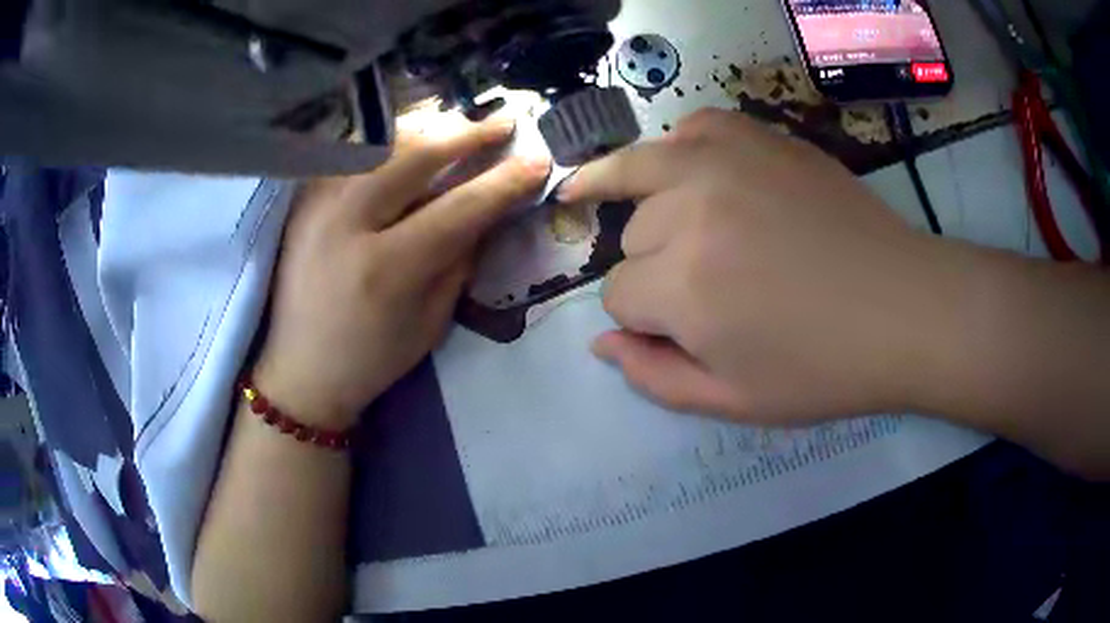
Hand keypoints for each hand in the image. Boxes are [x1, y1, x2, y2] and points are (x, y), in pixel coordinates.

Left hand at [255, 118, 549, 426]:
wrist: (300, 370)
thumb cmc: (371, 359)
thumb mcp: (431, 321)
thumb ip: (460, 259)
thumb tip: (489, 209)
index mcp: (386, 269)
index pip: (458, 209)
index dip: (503, 182)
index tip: (538, 161)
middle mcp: (346, 224)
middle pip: (415, 156)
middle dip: (467, 135)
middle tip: (504, 124)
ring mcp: (318, 205)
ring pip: (380, 142)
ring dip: (429, 130)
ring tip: (460, 129)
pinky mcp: (304, 200)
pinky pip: (353, 153)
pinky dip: (388, 141)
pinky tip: (410, 144)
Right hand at [560, 109, 954, 424]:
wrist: (902, 309)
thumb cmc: (822, 368)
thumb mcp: (732, 401)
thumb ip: (653, 377)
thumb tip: (601, 343)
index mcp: (682, 288)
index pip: (617, 295)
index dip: (642, 318)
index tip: (678, 328)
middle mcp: (690, 211)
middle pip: (630, 235)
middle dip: (653, 265)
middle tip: (704, 283)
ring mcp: (724, 161)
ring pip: (641, 171)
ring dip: (645, 200)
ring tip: (656, 213)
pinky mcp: (760, 137)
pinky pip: (694, 126)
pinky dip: (685, 148)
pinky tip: (695, 168)